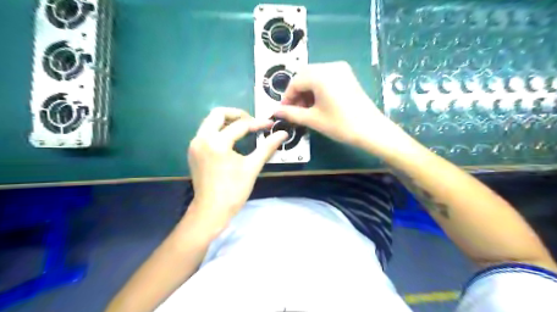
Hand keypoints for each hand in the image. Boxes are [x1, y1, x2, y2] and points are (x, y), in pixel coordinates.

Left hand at [187, 108, 287, 234]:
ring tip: (243, 129)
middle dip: (237, 114)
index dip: (258, 123)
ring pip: (210, 122)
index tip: (270, 125)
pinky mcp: (193, 151)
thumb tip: (282, 134)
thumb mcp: (252, 167)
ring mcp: (195, 145)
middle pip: (218, 114)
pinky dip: (218, 130)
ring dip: (227, 121)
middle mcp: (202, 139)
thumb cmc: (233, 190)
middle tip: (252, 122)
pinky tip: (230, 140)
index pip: (240, 125)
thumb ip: (267, 147)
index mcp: (217, 142)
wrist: (211, 211)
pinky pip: (206, 132)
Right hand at [273, 60, 404, 151]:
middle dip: (296, 93)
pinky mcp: (347, 75)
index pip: (295, 82)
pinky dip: (317, 89)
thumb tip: (275, 112)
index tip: (284, 111)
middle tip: (294, 111)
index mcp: (320, 75)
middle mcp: (330, 66)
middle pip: (304, 76)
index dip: (287, 97)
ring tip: (306, 109)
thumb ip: (291, 114)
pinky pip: (325, 78)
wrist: (371, 130)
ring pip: (314, 76)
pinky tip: (317, 103)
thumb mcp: (313, 119)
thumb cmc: (340, 125)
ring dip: (306, 91)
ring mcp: (341, 69)